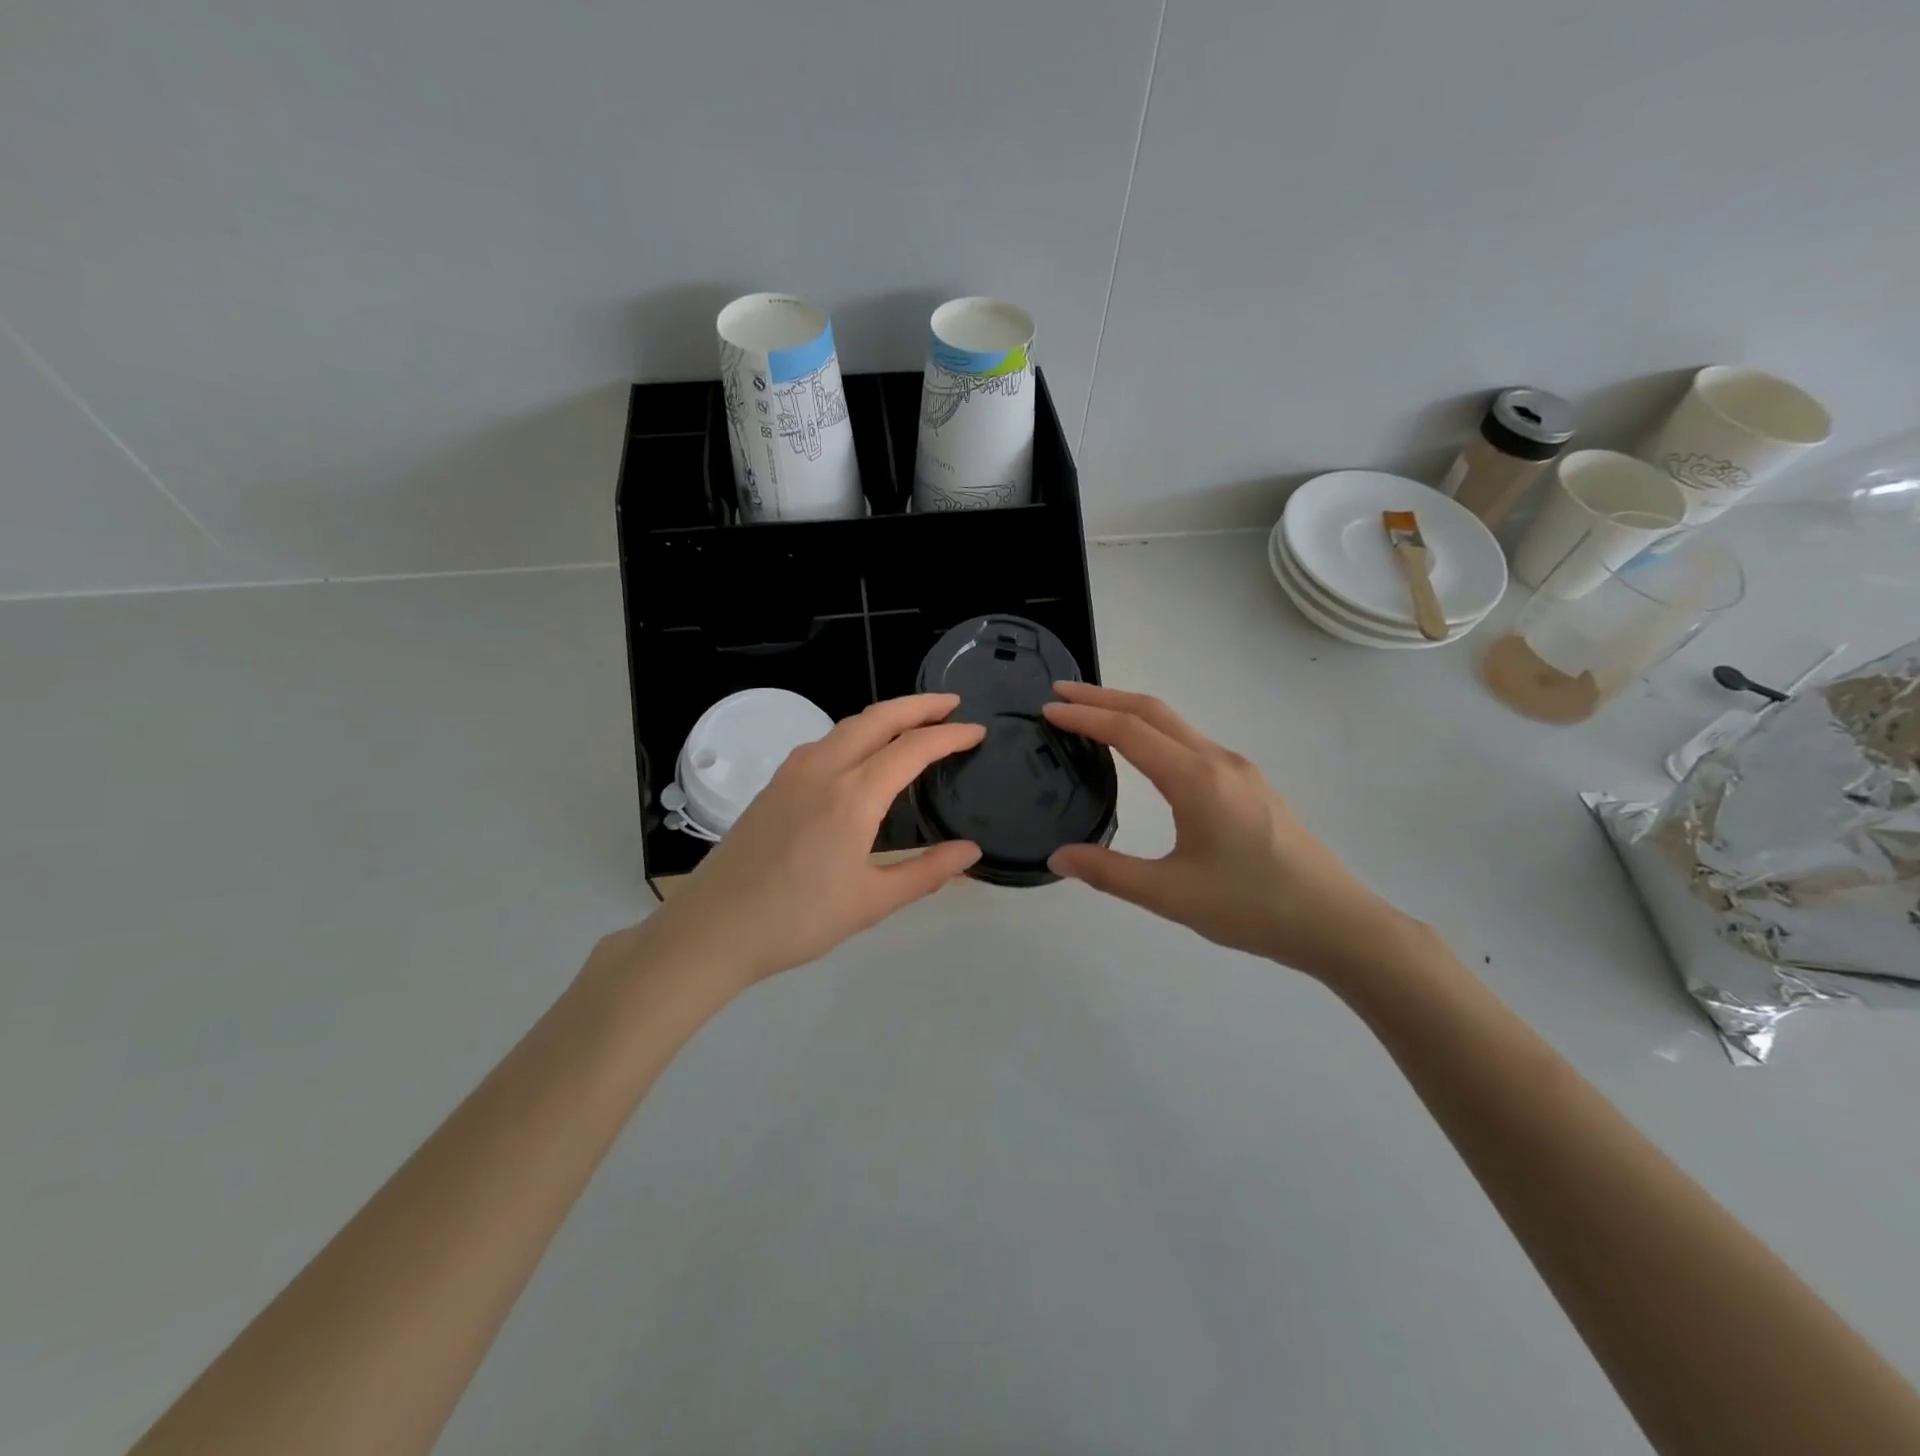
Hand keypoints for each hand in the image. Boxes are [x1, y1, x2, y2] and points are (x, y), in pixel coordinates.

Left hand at [640, 694, 985, 986]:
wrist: (714, 928)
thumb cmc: (799, 919)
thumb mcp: (872, 902)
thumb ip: (926, 872)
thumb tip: (970, 852)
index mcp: (853, 795)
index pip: (913, 748)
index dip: (950, 736)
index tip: (976, 731)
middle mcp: (824, 768)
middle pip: (878, 718)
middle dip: (919, 705)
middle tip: (951, 705)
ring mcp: (793, 772)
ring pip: (847, 725)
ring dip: (885, 716)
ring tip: (913, 724)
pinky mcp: (775, 784)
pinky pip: (825, 742)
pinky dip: (856, 733)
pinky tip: (862, 755)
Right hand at [1042, 682, 1416, 981]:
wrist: (1336, 922)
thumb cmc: (1251, 906)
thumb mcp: (1170, 895)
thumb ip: (1108, 872)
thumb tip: (1058, 856)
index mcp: (1196, 779)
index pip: (1128, 731)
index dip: (1085, 716)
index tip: (1048, 708)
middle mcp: (1217, 761)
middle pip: (1153, 711)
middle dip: (1104, 697)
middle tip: (1061, 694)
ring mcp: (1239, 770)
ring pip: (1176, 724)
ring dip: (1130, 713)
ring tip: (1093, 718)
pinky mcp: (1250, 785)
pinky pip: (1192, 742)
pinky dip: (1155, 733)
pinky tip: (1145, 755)